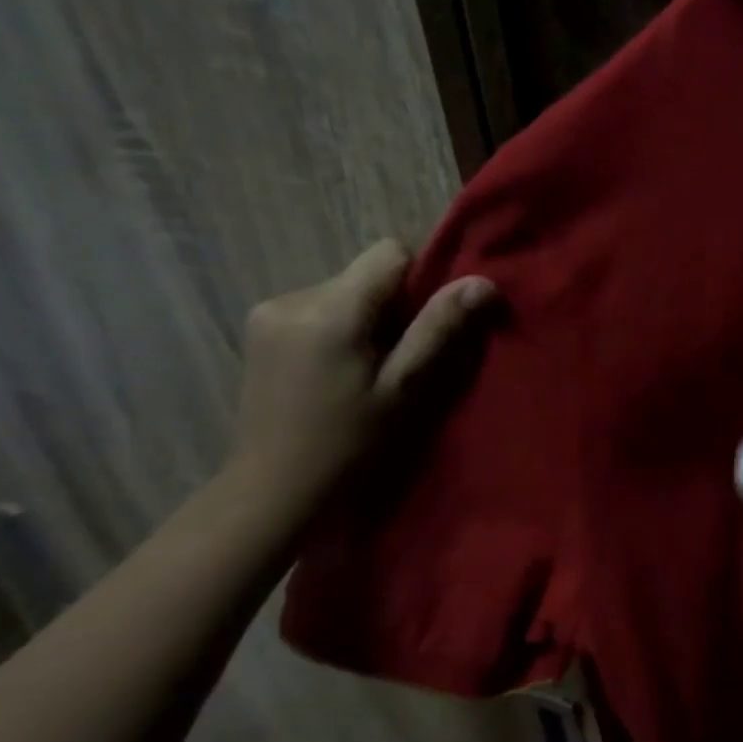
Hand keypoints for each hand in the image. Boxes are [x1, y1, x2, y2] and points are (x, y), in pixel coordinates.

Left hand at [230, 239, 495, 503]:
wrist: (274, 489)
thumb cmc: (349, 443)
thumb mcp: (405, 388)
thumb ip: (439, 328)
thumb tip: (482, 282)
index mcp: (329, 311)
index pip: (390, 253)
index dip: (421, 280)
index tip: (427, 325)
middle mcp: (292, 298)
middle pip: (367, 273)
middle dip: (394, 305)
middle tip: (401, 358)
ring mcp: (269, 312)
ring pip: (346, 289)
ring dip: (368, 317)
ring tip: (369, 368)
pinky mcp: (260, 328)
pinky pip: (321, 306)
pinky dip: (342, 326)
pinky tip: (339, 369)